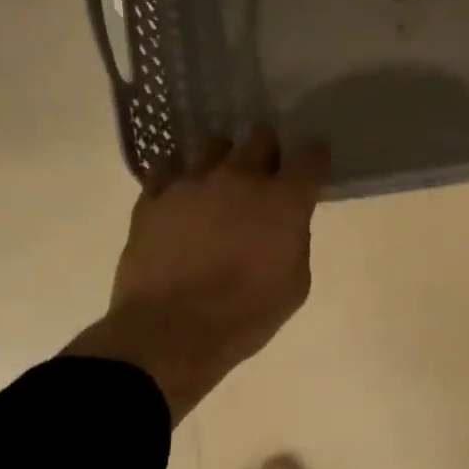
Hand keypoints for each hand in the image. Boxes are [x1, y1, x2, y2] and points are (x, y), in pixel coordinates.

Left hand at [66, 128, 328, 420]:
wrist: (172, 332)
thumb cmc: (246, 316)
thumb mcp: (294, 285)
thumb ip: (295, 242)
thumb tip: (286, 225)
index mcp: (283, 201)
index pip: (310, 156)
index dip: (315, 156)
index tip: (314, 163)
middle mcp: (239, 178)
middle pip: (260, 137)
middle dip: (268, 150)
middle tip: (266, 173)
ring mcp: (191, 183)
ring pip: (212, 144)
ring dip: (224, 158)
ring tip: (220, 182)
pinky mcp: (153, 196)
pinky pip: (168, 167)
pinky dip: (180, 175)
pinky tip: (182, 194)